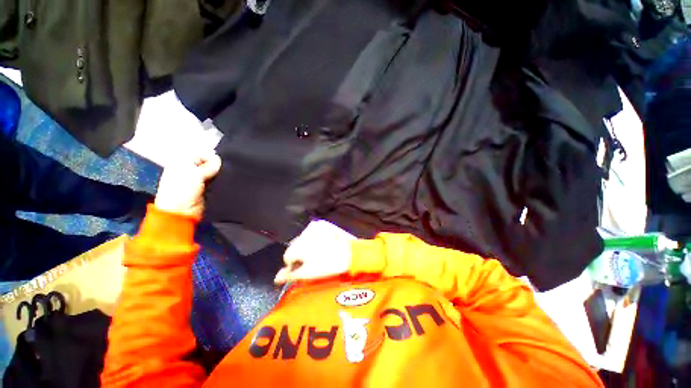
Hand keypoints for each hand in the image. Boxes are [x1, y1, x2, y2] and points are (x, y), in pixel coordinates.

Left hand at [154, 150, 221, 217]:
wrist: (182, 212)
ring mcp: (198, 181)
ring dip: (218, 175)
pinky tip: (224, 183)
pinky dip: (220, 182)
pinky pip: (215, 182)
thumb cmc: (182, 190)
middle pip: (208, 164)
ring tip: (225, 178)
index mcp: (182, 163)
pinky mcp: (205, 190)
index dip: (210, 158)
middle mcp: (190, 170)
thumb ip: (208, 166)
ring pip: (213, 173)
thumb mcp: (194, 174)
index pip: (201, 154)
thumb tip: (218, 160)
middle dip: (216, 167)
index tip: (219, 164)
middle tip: (223, 171)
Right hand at [275, 220, 354, 283]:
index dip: (293, 265)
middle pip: (295, 245)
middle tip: (311, 260)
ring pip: (303, 238)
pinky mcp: (322, 223)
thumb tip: (277, 277)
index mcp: (299, 245)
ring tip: (318, 251)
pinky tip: (321, 242)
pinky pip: (312, 231)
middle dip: (300, 253)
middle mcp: (304, 233)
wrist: (350, 253)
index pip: (287, 256)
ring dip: (306, 245)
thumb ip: (290, 274)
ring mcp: (314, 226)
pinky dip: (313, 237)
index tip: (301, 268)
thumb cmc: (330, 265)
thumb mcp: (308, 273)